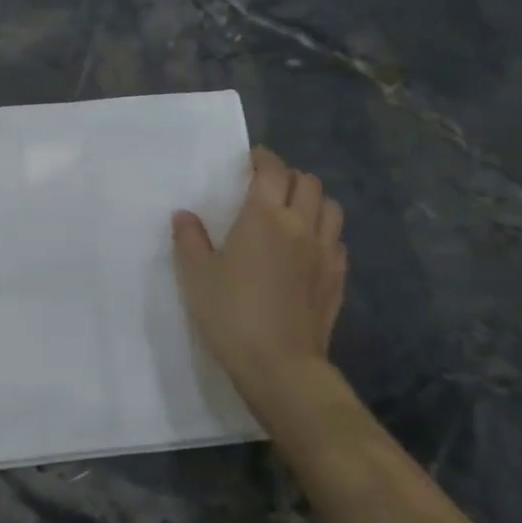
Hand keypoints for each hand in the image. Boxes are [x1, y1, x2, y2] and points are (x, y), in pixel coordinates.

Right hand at [171, 147, 347, 409]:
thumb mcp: (196, 275)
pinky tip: (308, 247)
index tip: (252, 158)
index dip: (263, 158)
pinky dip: (324, 232)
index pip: (272, 171)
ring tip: (293, 210)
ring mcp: (324, 253)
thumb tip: (185, 215)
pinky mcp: (337, 278)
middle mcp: (300, 226)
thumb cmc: (230, 313)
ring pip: (330, 208)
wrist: (279, 364)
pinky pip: (337, 240)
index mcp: (264, 217)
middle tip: (268, 185)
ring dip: (312, 200)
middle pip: (307, 183)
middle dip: (288, 176)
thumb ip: (189, 240)